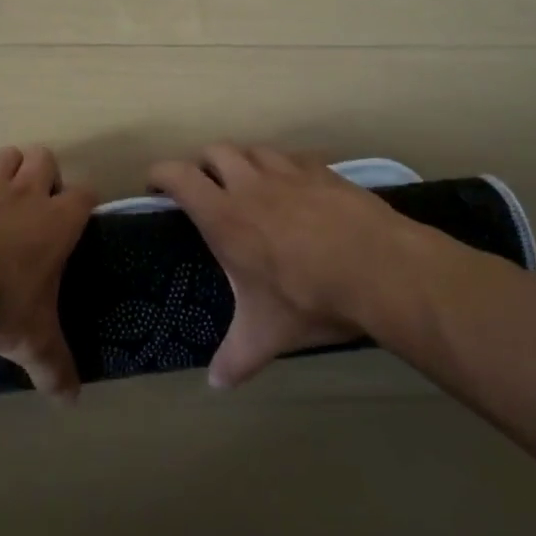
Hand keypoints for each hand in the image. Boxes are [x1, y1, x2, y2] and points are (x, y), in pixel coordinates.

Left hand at [0, 145, 95, 398]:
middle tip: (35, 206)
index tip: (76, 221)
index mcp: (56, 223)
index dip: (83, 203)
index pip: (85, 194)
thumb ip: (55, 367)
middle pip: (44, 158)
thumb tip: (73, 401)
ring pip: (5, 155)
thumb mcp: (31, 341)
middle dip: (43, 174)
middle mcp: (26, 195)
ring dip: (5, 168)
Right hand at [146, 143, 455, 387]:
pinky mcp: (324, 172)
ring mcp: (290, 173)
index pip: (179, 176)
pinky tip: (294, 188)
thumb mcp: (267, 335)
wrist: (380, 269)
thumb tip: (215, 385)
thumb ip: (236, 358)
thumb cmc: (310, 299)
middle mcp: (251, 185)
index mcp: (225, 217)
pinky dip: (283, 166)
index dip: (160, 174)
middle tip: (204, 189)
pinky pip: (293, 157)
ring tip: (247, 184)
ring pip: (254, 149)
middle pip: (215, 151)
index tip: (155, 186)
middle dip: (202, 164)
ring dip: (243, 161)